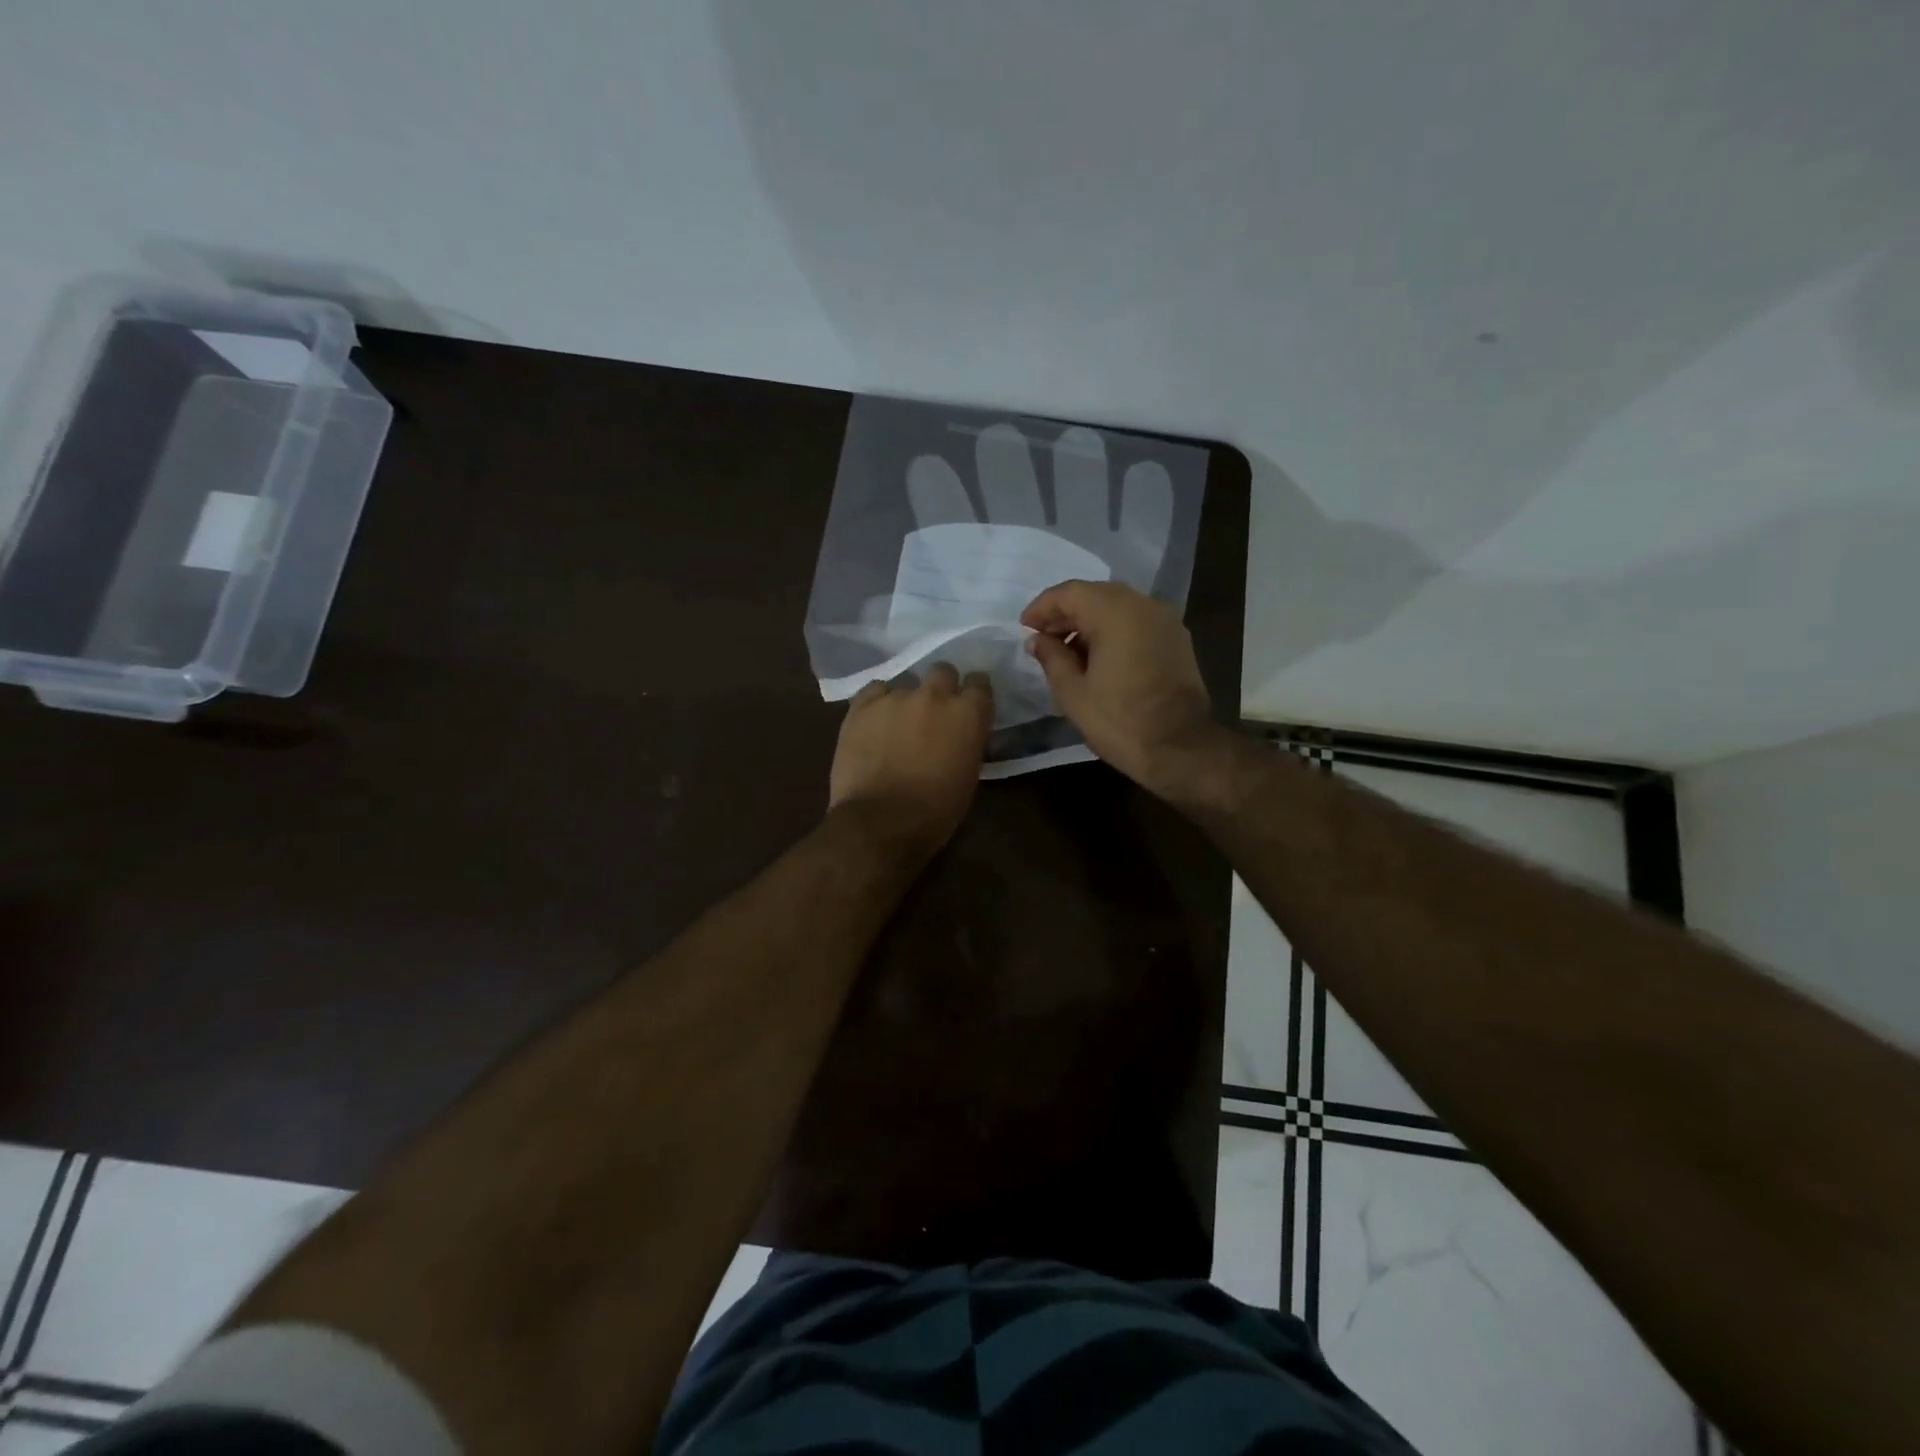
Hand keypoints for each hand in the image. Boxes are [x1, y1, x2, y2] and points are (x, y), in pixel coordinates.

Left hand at [829, 664, 993, 852]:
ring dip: (906, 700)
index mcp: (968, 714)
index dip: (973, 694)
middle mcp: (934, 695)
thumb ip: (967, 742)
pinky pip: (875, 691)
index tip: (969, 706)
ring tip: (897, 724)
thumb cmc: (935, 811)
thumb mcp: (968, 776)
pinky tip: (875, 723)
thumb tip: (960, 735)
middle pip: (942, 671)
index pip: (979, 683)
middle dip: (941, 688)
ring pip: (905, 683)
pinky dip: (878, 703)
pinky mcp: (861, 705)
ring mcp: (895, 697)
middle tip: (933, 712)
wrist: (880, 822)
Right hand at [1021, 580, 1222, 793]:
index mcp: (1115, 613)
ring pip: (1118, 606)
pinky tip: (1098, 656)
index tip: (1024, 627)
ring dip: (1089, 621)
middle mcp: (1143, 605)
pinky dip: (1113, 629)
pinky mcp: (1176, 639)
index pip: (1070, 593)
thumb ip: (1051, 658)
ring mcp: (1164, 620)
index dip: (1042, 607)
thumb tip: (1038, 640)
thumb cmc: (1120, 721)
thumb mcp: (1073, 693)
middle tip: (1043, 637)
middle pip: (1095, 594)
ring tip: (1067, 650)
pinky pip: (1137, 621)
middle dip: (1066, 612)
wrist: (1181, 749)